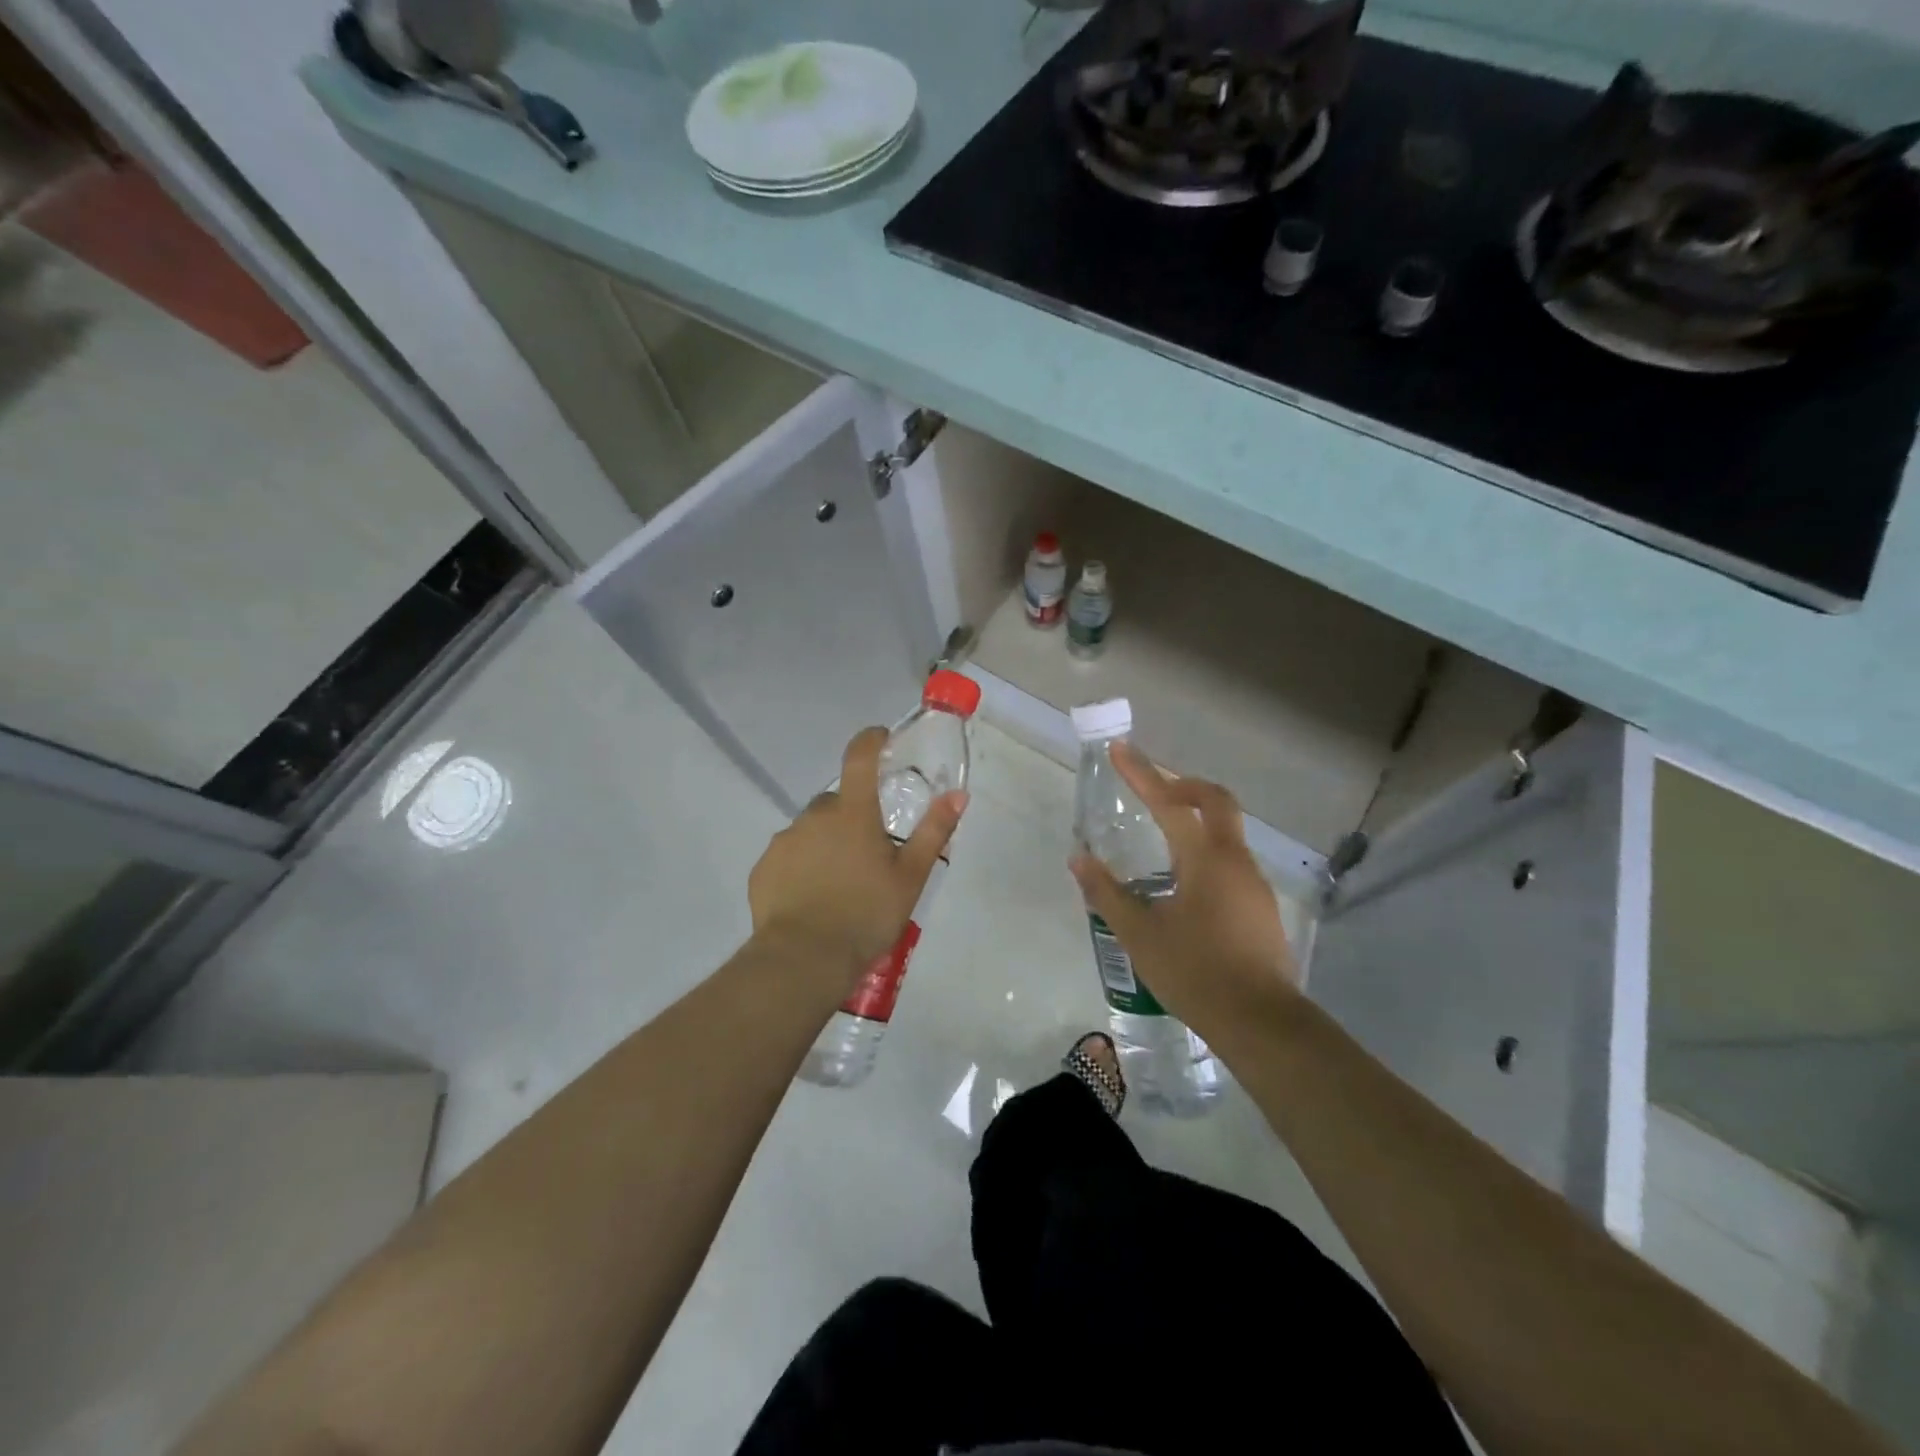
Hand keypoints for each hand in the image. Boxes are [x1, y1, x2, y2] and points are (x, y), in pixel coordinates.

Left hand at [748, 726, 965, 989]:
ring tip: (840, 882)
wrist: (804, 960)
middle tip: (868, 853)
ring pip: (811, 829)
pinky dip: (802, 865)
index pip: (859, 758)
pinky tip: (813, 897)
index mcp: (853, 813)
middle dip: (851, 816)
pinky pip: (789, 855)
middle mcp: (814, 817)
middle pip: (837, 802)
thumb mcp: (910, 877)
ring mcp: (784, 841)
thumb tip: (958, 794)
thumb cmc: (866, 915)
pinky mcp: (763, 868)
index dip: (870, 740)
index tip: (880, 738)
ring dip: (826, 842)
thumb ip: (933, 831)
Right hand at [1069, 741, 1299, 1039]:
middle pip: (1215, 802)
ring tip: (1160, 839)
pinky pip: (1230, 861)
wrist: (1261, 1023)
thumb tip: (1079, 858)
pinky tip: (1184, 884)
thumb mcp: (1139, 934)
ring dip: (1195, 820)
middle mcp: (1235, 861)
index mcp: (1205, 860)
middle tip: (1152, 788)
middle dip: (1183, 785)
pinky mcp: (1260, 907)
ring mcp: (1254, 884)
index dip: (1141, 774)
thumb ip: (1107, 893)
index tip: (1120, 749)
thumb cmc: (1195, 972)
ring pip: (1226, 832)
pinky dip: (1205, 852)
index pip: (1169, 803)